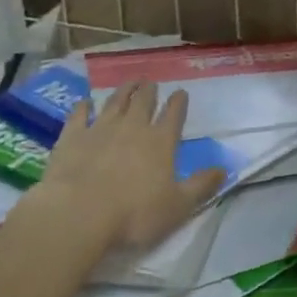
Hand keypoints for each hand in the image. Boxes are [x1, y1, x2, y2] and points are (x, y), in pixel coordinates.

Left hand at [31, 82, 223, 251]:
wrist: (77, 214)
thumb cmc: (133, 214)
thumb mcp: (178, 206)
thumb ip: (201, 186)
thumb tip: (224, 170)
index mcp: (161, 142)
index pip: (174, 114)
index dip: (178, 102)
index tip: (180, 93)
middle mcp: (132, 128)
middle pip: (143, 101)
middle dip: (149, 90)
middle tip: (150, 82)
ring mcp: (100, 129)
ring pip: (114, 102)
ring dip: (123, 91)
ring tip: (129, 83)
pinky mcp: (72, 138)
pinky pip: (79, 115)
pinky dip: (83, 107)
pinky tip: (85, 102)